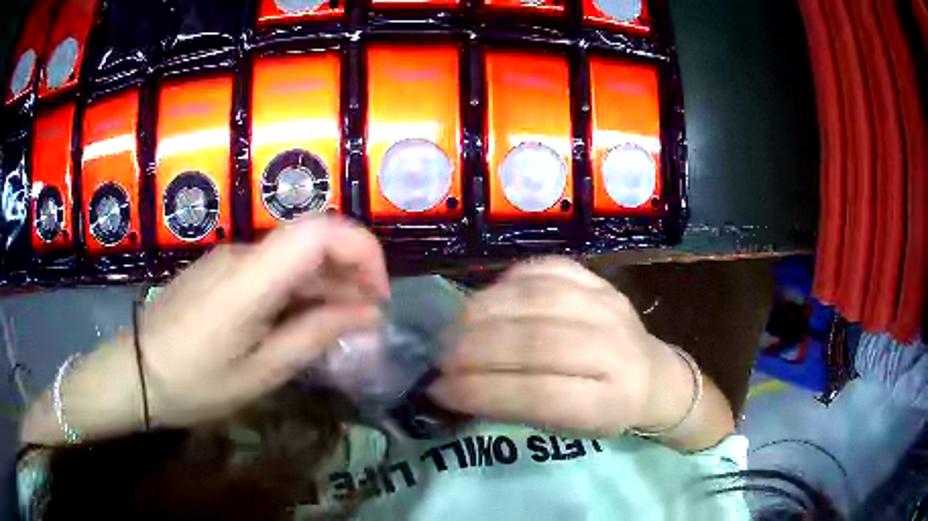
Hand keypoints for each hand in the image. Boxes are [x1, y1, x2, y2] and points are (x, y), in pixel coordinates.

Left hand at [140, 216, 389, 427]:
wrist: (137, 371)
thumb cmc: (196, 382)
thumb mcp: (262, 371)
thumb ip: (315, 335)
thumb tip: (367, 314)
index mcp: (252, 278)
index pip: (321, 230)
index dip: (363, 251)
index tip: (377, 296)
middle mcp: (243, 253)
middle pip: (312, 239)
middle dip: (351, 273)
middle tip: (367, 320)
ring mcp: (230, 257)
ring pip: (293, 256)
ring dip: (325, 285)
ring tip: (338, 328)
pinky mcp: (221, 269)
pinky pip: (271, 268)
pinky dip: (298, 289)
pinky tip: (298, 323)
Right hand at [430, 258, 690, 437]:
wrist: (652, 374)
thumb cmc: (604, 410)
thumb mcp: (566, 427)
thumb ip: (516, 407)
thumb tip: (452, 387)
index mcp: (610, 401)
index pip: (540, 394)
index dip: (482, 391)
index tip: (439, 389)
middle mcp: (615, 348)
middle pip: (537, 341)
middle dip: (475, 349)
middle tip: (439, 356)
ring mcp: (608, 305)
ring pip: (538, 298)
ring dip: (483, 312)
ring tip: (454, 328)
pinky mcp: (599, 279)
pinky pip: (546, 268)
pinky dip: (508, 282)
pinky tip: (487, 299)